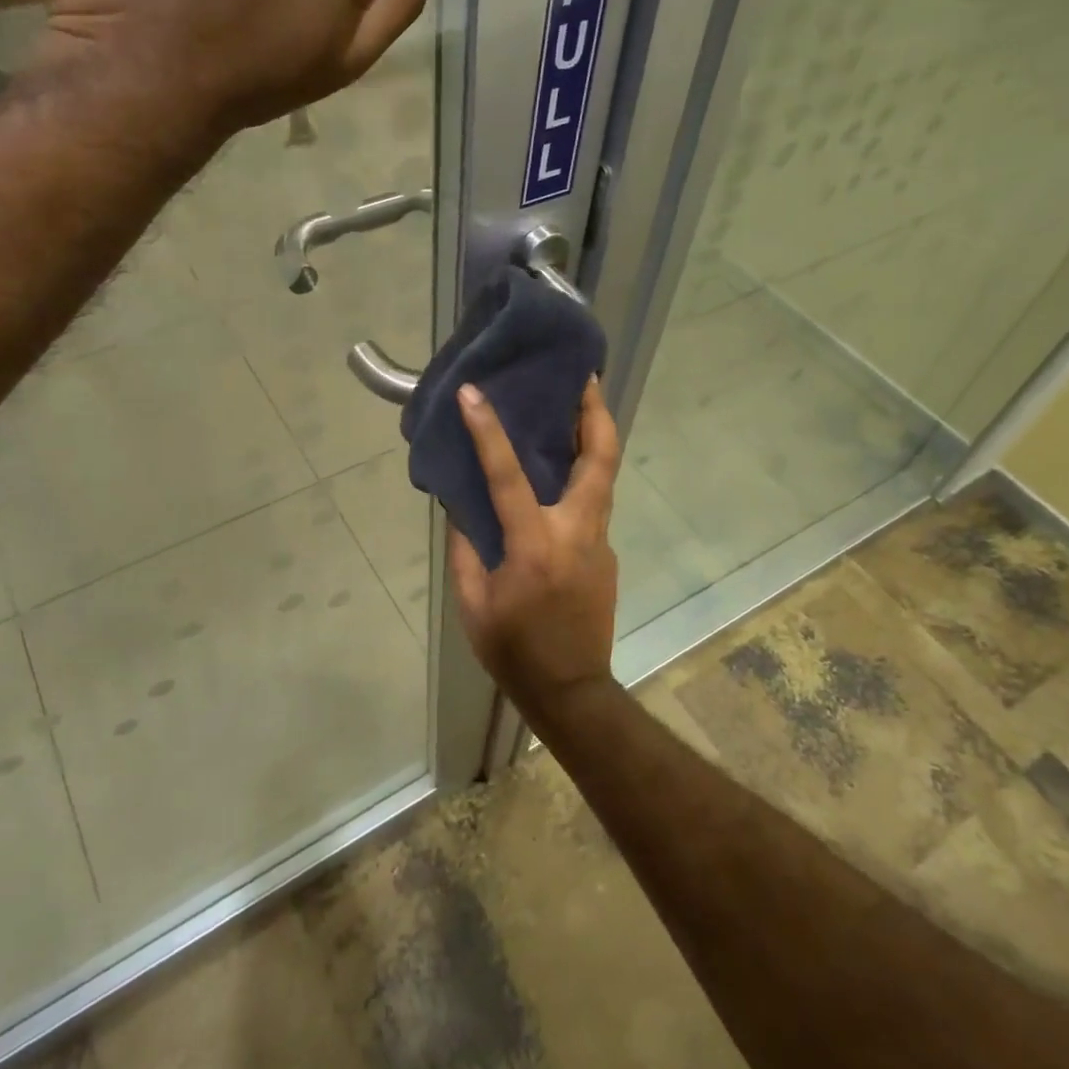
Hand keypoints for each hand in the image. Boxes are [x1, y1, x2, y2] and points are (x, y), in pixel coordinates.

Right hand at [449, 379, 621, 710]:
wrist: (571, 690)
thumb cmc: (514, 650)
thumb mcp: (473, 603)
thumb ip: (464, 549)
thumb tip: (460, 505)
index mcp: (535, 546)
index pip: (509, 476)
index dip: (488, 431)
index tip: (474, 393)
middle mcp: (577, 533)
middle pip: (599, 460)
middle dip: (595, 413)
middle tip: (585, 378)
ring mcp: (600, 543)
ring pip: (604, 478)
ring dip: (594, 439)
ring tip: (578, 409)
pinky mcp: (607, 555)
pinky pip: (594, 505)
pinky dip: (582, 479)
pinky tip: (561, 478)